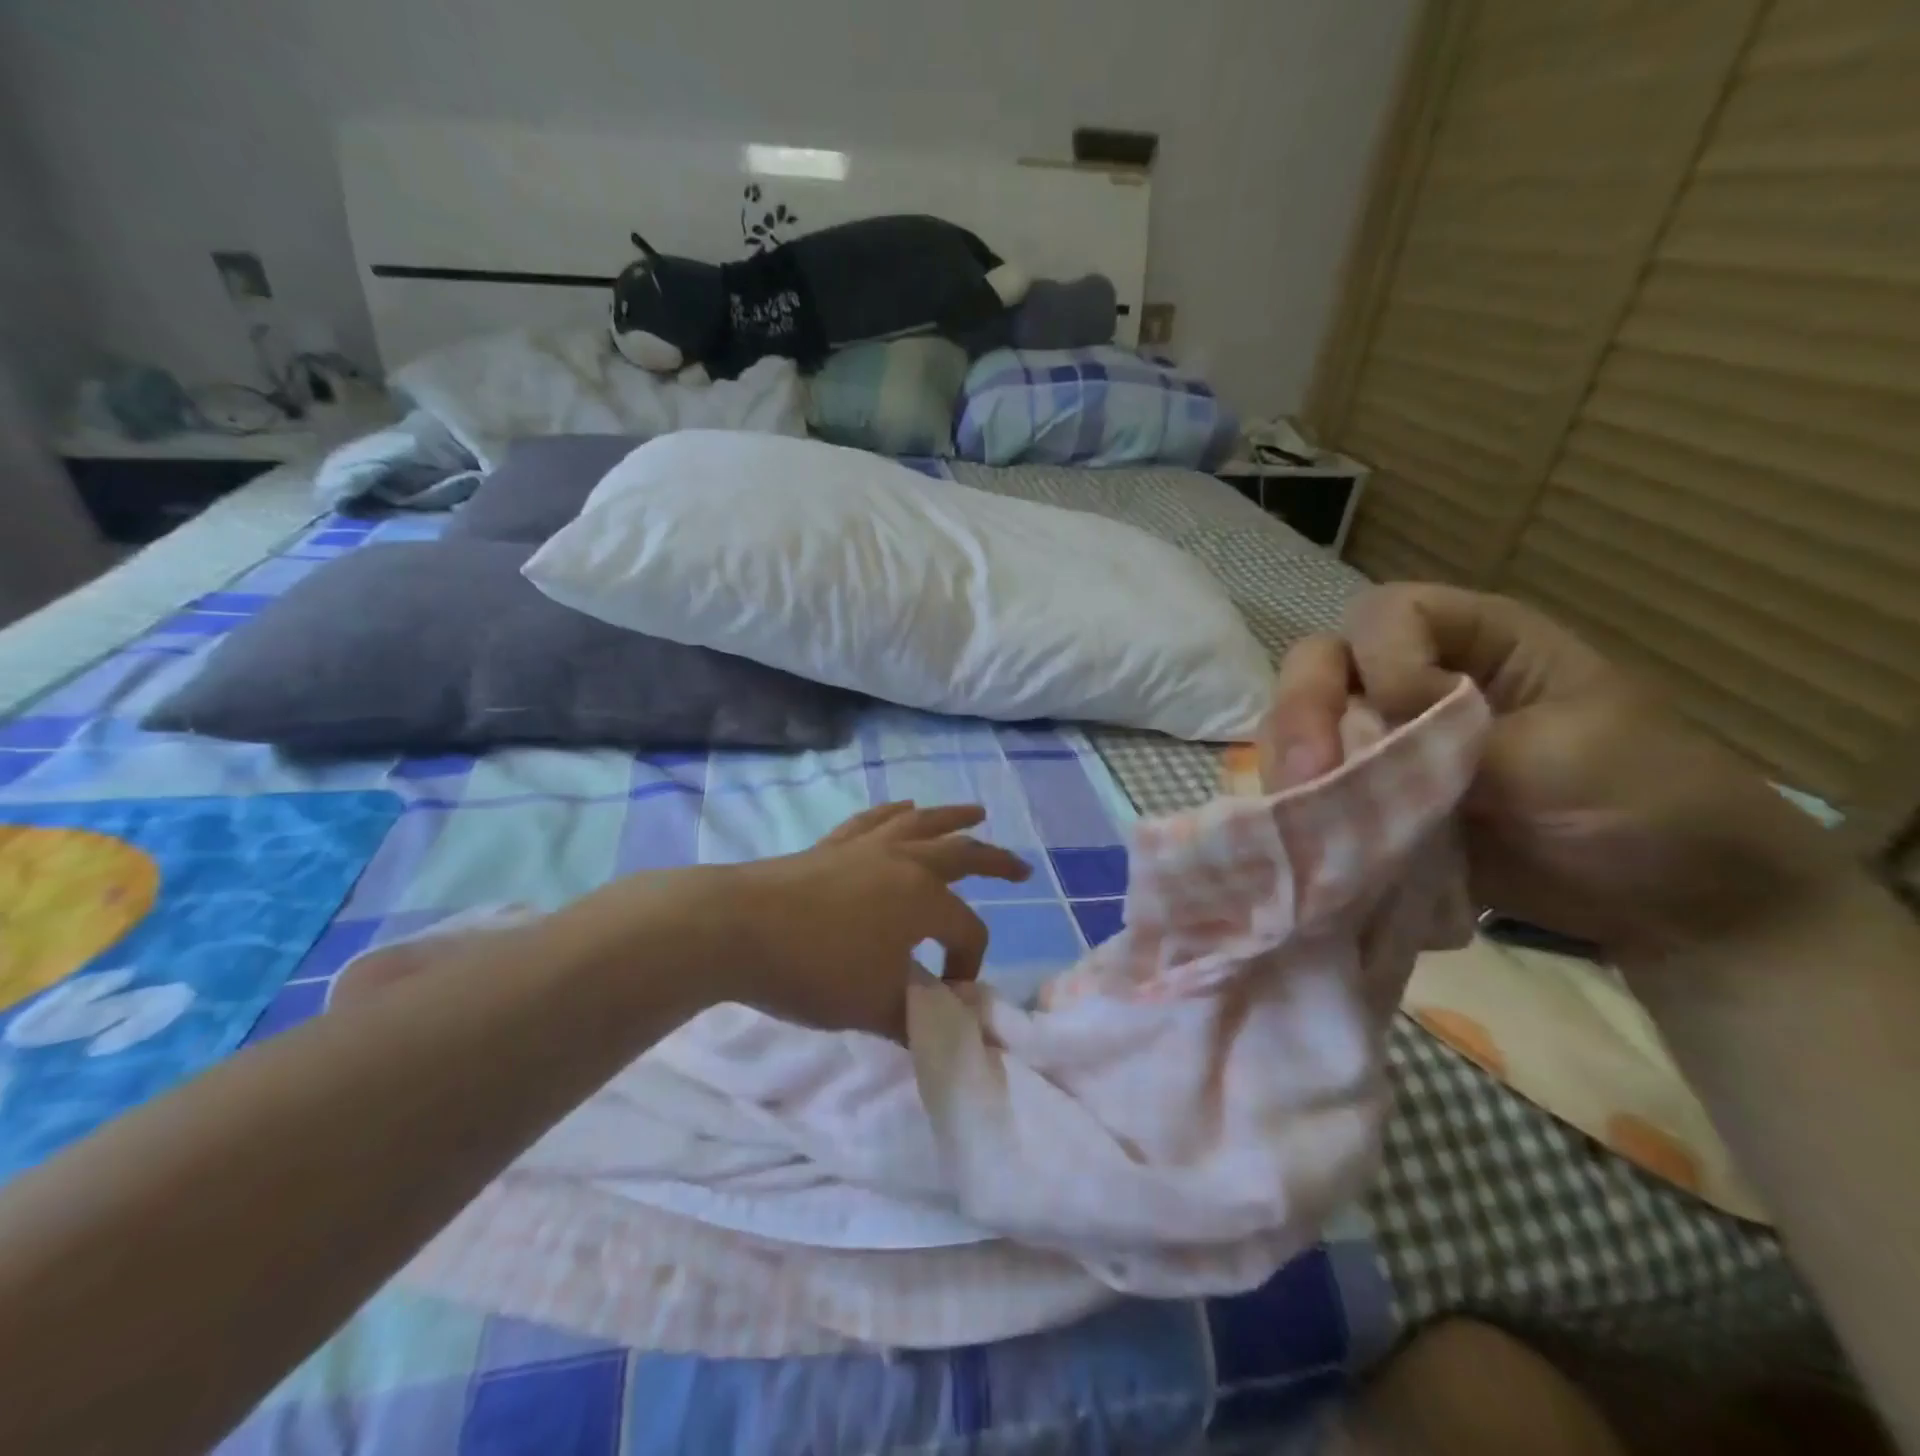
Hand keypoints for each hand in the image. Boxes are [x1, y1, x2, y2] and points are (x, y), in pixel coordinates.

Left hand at [721, 802, 1030, 1038]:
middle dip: (996, 862)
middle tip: (1021, 868)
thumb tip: (945, 1034)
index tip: (945, 998)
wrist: (736, 927)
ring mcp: (867, 848)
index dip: (967, 966)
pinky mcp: (833, 845)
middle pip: (962, 855)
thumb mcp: (873, 1007)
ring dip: (952, 819)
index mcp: (923, 900)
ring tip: (975, 812)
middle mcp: (904, 864)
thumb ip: (916, 1021)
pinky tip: (902, 808)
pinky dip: (893, 813)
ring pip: (921, 824)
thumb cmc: (813, 968)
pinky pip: (874, 821)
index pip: (967, 931)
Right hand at [1261, 583, 1847, 963]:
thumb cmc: (1649, 805)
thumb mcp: (1566, 753)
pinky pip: (1313, 786)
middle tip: (1306, 776)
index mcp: (1478, 642)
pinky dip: (1299, 806)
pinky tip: (1304, 832)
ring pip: (1302, 726)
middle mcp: (1417, 680)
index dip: (1382, 659)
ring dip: (1292, 764)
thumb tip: (1355, 731)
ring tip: (1302, 816)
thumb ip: (1456, 732)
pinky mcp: (1375, 798)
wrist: (1673, 905)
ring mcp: (1389, 742)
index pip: (1387, 615)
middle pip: (1322, 663)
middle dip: (1303, 712)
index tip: (1409, 721)